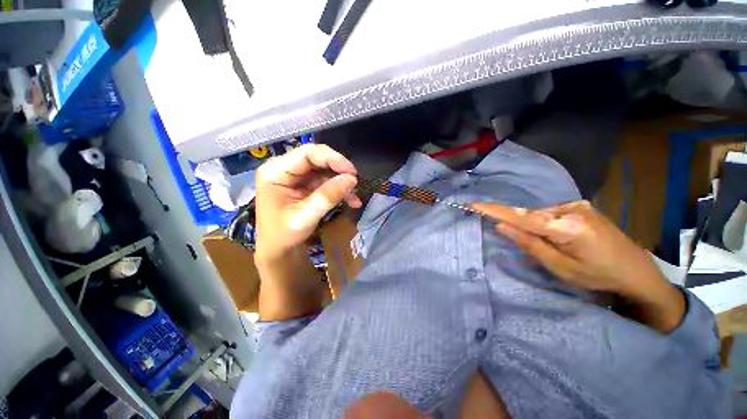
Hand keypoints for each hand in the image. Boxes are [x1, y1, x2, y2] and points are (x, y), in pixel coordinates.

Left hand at [255, 144, 360, 261]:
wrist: (278, 250)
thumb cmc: (284, 235)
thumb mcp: (306, 217)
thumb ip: (328, 196)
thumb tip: (352, 179)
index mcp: (275, 172)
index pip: (307, 154)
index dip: (332, 158)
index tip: (352, 171)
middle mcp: (284, 168)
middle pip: (317, 159)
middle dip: (339, 170)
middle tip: (356, 182)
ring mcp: (295, 176)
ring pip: (324, 170)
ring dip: (341, 182)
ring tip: (355, 197)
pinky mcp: (304, 184)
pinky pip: (325, 180)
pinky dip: (339, 189)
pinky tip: (351, 200)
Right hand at [472, 201, 685, 332]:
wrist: (639, 272)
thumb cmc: (600, 276)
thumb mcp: (561, 268)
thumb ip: (530, 245)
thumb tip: (502, 226)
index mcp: (568, 227)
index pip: (522, 216)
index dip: (496, 211)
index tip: (474, 204)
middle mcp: (572, 209)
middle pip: (530, 215)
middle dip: (517, 225)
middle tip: (520, 242)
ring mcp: (578, 206)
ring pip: (540, 214)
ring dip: (533, 227)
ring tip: (550, 247)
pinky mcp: (581, 207)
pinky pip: (550, 214)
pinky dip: (544, 224)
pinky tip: (557, 238)